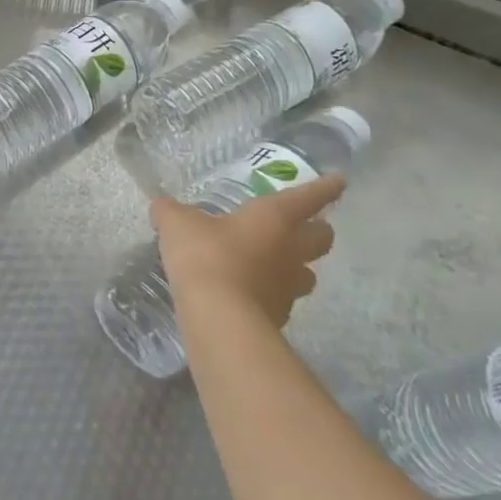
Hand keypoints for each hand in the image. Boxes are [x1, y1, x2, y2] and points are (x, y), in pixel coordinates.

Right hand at [152, 175, 343, 328]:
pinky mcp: (279, 316)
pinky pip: (283, 298)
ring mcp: (288, 286)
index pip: (309, 197)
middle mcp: (290, 250)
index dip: (325, 188)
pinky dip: (271, 292)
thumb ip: (170, 211)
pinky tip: (250, 292)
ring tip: (275, 263)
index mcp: (274, 217)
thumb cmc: (206, 256)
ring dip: (297, 266)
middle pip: (322, 238)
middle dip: (318, 229)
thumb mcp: (177, 224)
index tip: (339, 180)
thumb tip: (161, 206)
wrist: (219, 319)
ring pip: (307, 273)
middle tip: (303, 226)